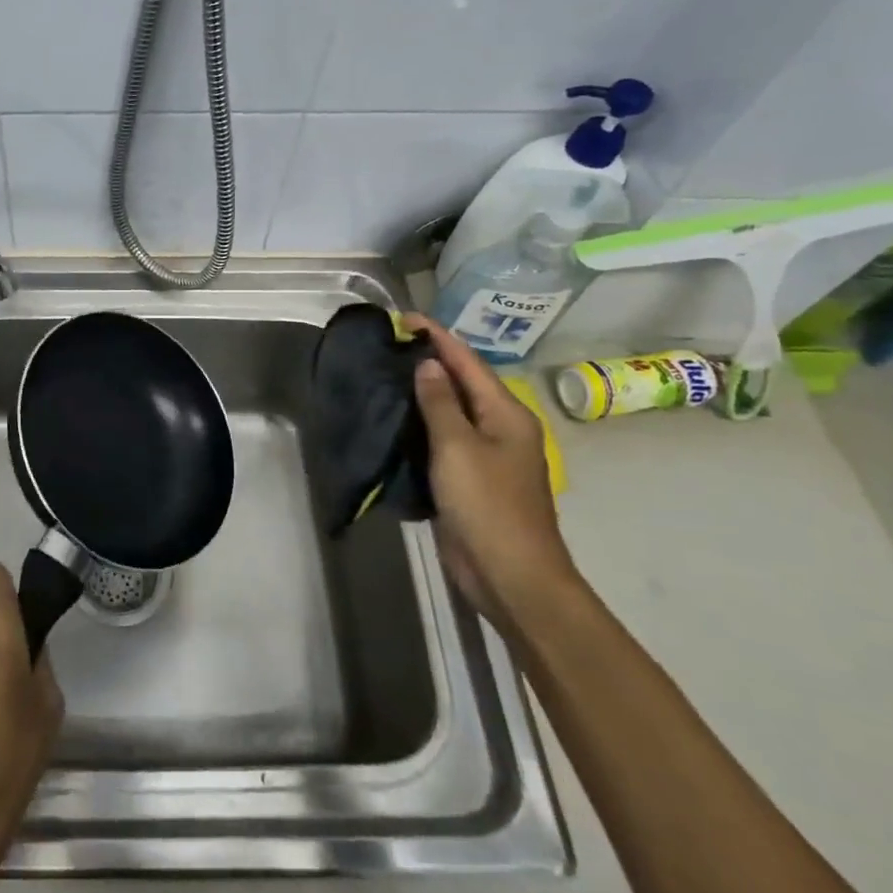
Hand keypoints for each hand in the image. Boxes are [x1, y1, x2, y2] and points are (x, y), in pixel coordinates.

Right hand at [401, 315, 582, 632]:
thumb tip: (428, 365)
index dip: (438, 337)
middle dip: (428, 362)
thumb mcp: (458, 447)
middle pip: (462, 384)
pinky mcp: (468, 480)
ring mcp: (485, 456)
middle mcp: (499, 428)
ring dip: (421, 394)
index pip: (468, 363)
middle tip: (387, 345)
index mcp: (506, 414)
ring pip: (449, 413)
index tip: (404, 317)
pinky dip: (419, 426)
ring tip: (383, 376)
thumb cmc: (487, 505)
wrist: (510, 575)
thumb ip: (441, 403)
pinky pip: (441, 441)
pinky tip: (392, 421)